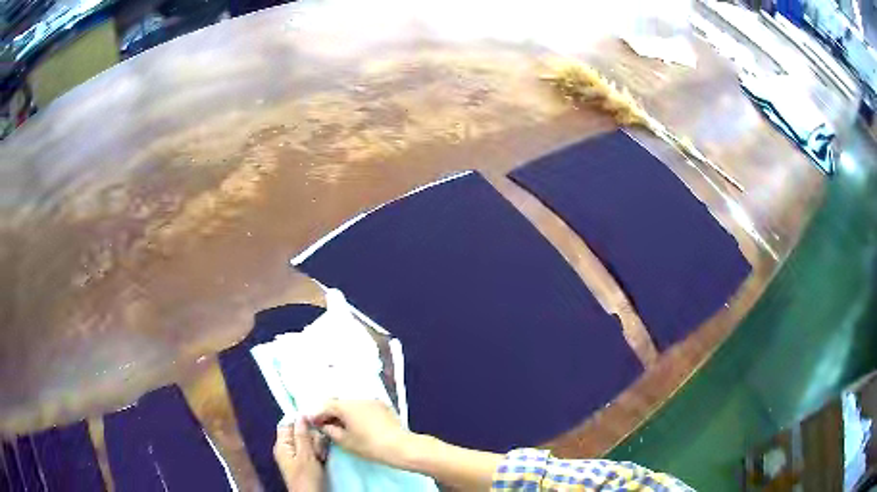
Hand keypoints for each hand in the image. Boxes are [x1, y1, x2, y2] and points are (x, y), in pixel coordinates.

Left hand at [274, 418, 326, 491]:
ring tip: (320, 456)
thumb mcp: (305, 455)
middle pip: (300, 432)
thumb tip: (301, 415)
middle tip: (317, 448)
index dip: (300, 421)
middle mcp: (287, 447)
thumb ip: (302, 435)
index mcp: (282, 444)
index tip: (315, 421)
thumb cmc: (306, 477)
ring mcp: (296, 455)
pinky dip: (318, 453)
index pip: (288, 424)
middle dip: (312, 437)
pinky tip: (322, 459)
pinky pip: (312, 450)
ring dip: (317, 446)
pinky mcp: (305, 462)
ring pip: (309, 441)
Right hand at [311, 399, 413, 465]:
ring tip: (341, 426)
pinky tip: (357, 425)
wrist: (400, 446)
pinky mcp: (382, 406)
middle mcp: (358, 398)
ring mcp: (371, 401)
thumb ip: (330, 430)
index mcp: (346, 406)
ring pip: (351, 404)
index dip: (317, 415)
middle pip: (338, 403)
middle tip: (326, 425)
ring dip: (343, 413)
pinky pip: (363, 407)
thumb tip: (323, 424)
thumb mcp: (345, 441)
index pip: (325, 406)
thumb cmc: (369, 445)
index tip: (313, 424)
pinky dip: (356, 413)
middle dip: (330, 413)